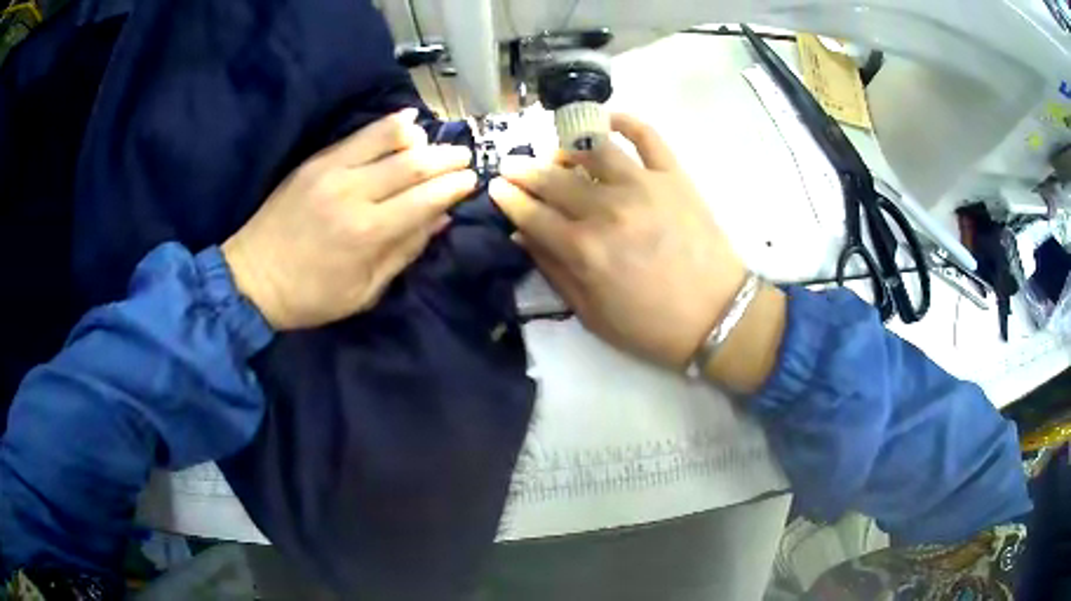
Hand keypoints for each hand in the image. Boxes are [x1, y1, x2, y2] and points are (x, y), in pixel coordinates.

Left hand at [222, 109, 475, 329]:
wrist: (252, 277)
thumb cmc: (310, 296)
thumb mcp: (364, 292)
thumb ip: (404, 252)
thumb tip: (440, 219)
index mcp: (368, 234)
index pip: (425, 199)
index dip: (454, 187)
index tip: (472, 180)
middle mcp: (353, 194)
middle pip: (413, 164)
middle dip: (446, 158)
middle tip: (465, 157)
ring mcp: (332, 172)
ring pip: (388, 139)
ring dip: (421, 137)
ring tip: (437, 140)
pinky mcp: (316, 162)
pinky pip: (359, 135)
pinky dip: (388, 126)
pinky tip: (408, 121)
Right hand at [490, 113, 745, 367]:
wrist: (718, 317)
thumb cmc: (652, 327)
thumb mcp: (592, 315)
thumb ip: (554, 271)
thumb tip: (524, 235)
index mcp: (584, 249)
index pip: (532, 214)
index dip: (509, 199)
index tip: (495, 187)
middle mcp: (608, 209)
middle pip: (554, 179)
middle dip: (525, 170)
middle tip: (513, 166)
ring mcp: (643, 185)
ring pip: (591, 149)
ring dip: (566, 146)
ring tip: (557, 153)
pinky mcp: (673, 176)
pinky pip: (646, 135)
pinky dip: (624, 120)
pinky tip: (606, 119)